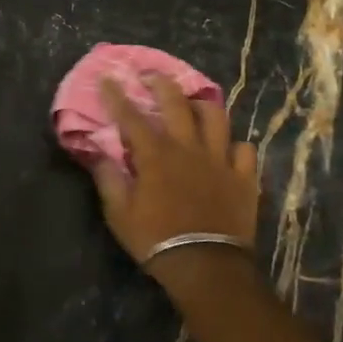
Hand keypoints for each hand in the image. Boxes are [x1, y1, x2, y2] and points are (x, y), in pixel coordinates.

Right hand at [92, 74, 258, 272]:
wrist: (206, 266)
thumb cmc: (156, 240)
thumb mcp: (119, 214)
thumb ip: (108, 179)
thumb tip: (98, 153)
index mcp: (156, 155)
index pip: (131, 116)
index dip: (117, 96)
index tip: (108, 78)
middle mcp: (188, 148)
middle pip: (177, 103)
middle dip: (161, 84)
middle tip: (151, 75)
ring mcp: (220, 161)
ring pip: (216, 118)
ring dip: (201, 105)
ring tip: (193, 103)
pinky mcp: (244, 178)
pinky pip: (244, 150)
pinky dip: (233, 145)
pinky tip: (226, 148)